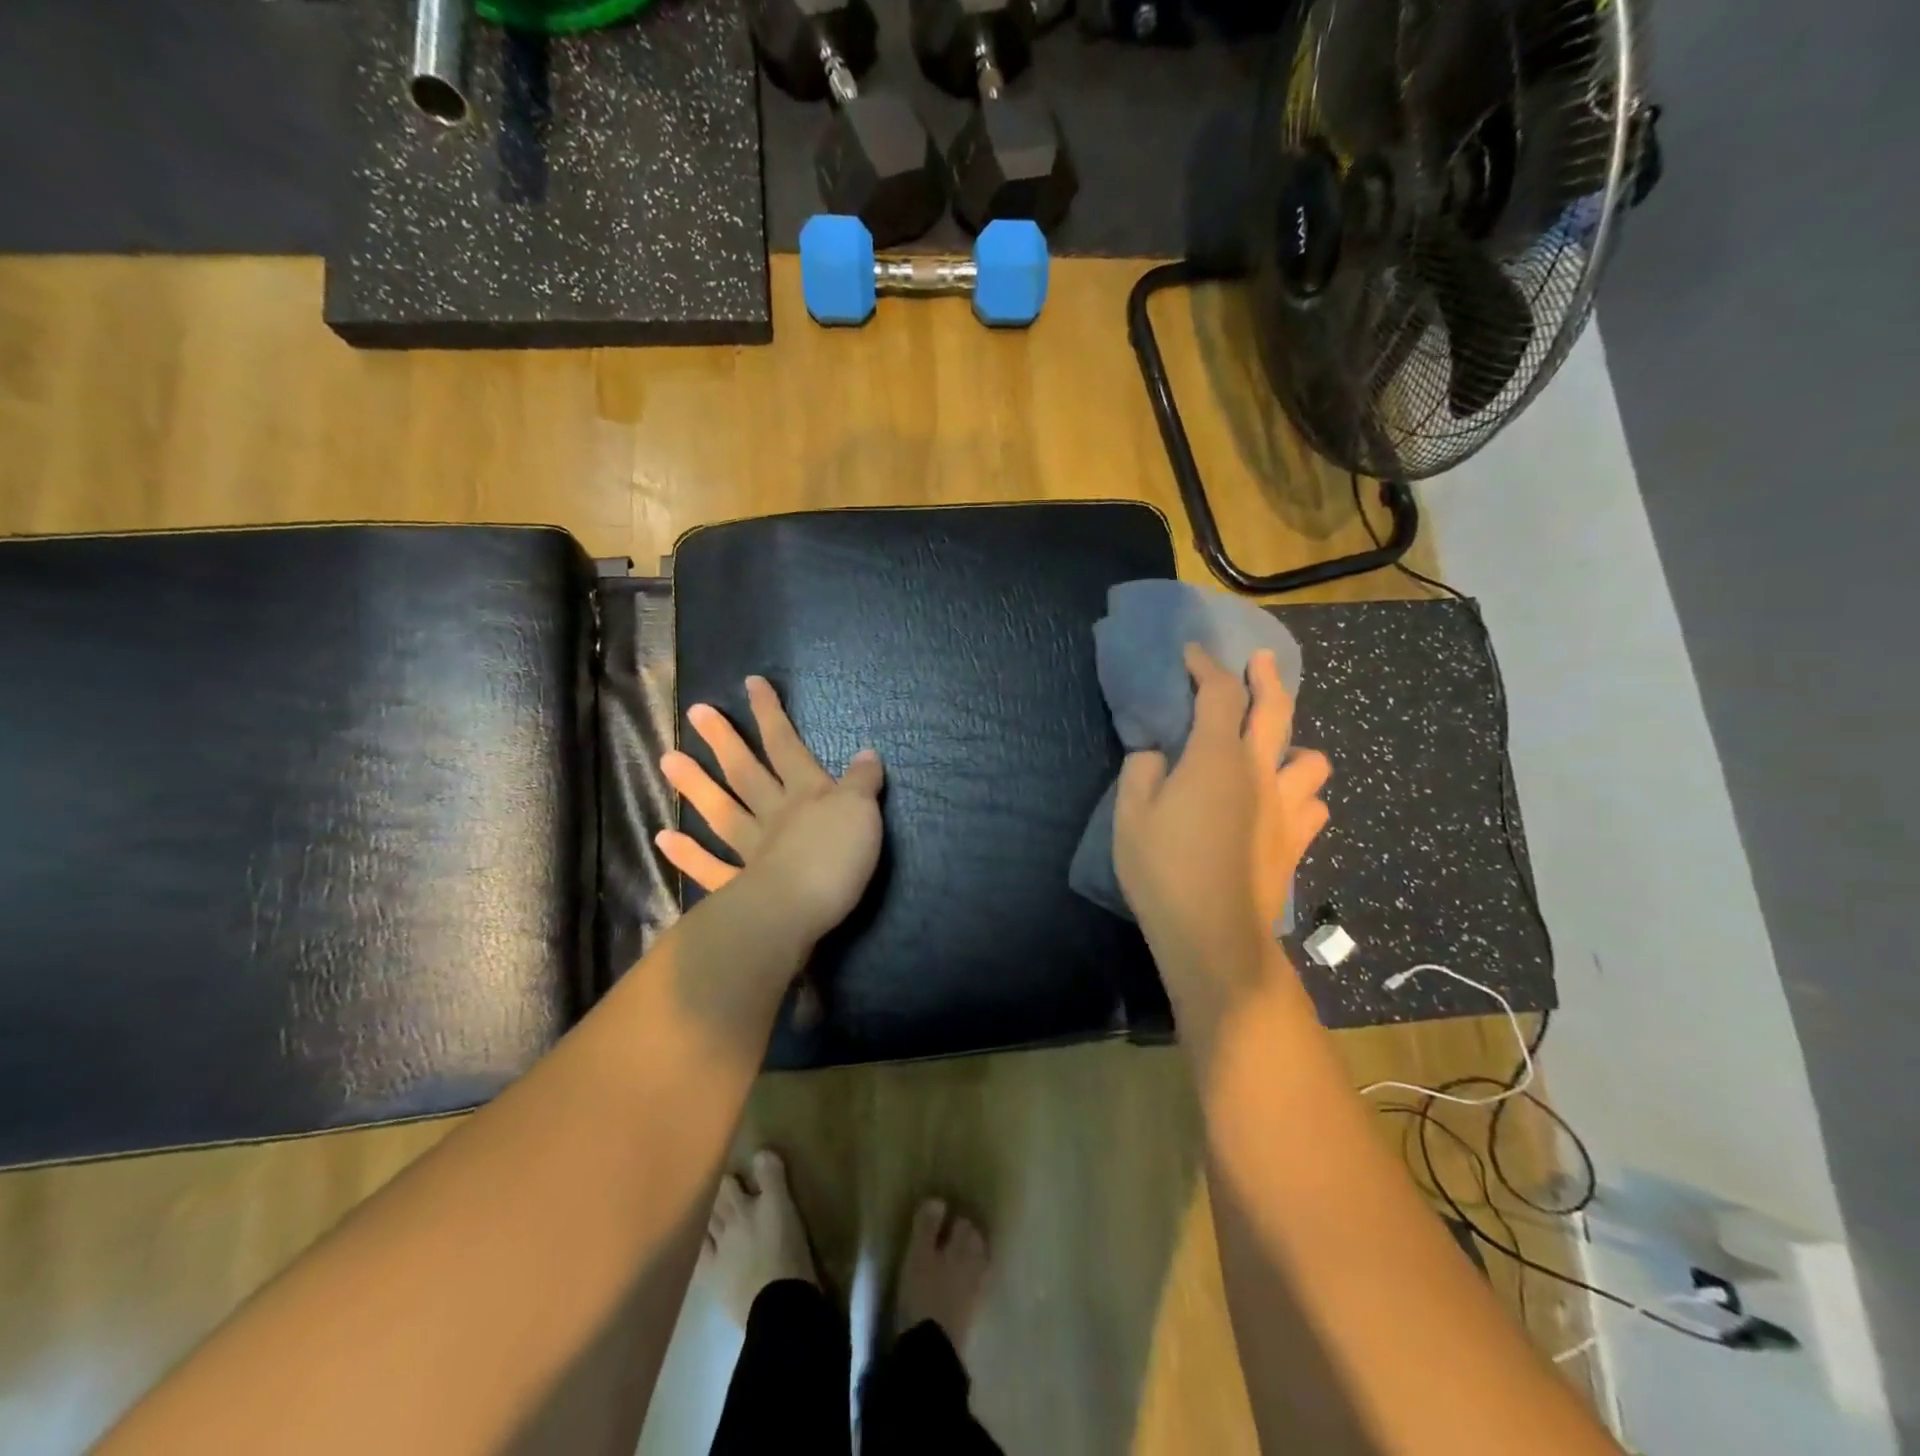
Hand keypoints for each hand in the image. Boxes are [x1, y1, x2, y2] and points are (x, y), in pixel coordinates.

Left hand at [656, 676, 884, 947]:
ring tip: (668, 759)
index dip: (770, 714)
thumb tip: (867, 753)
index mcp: (808, 794)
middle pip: (747, 772)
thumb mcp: (862, 811)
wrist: (800, 911)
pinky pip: (711, 868)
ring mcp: (753, 850)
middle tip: (696, 713)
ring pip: (723, 811)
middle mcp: (776, 815)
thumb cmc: (836, 856)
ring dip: (696, 786)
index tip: (751, 683)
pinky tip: (664, 837)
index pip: (787, 745)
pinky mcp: (741, 887)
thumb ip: (862, 782)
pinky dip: (688, 854)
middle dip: (725, 740)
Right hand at [1113, 645, 1330, 1017]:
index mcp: (1216, 757)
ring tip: (1275, 751)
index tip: (1193, 653)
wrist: (1215, 934)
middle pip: (1276, 710)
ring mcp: (1286, 807)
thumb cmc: (1164, 870)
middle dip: (1266, 677)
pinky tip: (1283, 803)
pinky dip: (1302, 795)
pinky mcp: (1297, 841)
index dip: (1206, 667)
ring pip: (1312, 759)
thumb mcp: (1130, 815)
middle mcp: (1260, 771)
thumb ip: (1141, 771)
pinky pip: (1314, 805)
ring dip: (1294, 745)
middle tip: (1260, 660)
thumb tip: (1156, 753)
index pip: (1218, 694)